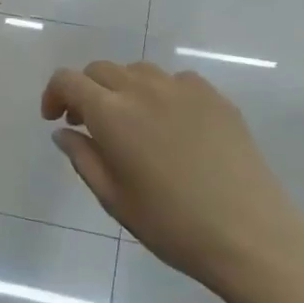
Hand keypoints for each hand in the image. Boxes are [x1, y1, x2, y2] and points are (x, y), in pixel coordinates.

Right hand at [42, 60, 303, 292]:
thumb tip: (64, 132)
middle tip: (88, 125)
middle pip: (101, 70)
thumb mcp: (114, 199)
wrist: (249, 232)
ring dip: (122, 89)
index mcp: (112, 114)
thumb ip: (83, 158)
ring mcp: (183, 88)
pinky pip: (175, 80)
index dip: (54, 94)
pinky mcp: (214, 96)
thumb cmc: (172, 225)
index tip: (55, 119)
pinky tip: (171, 126)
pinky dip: (160, 93)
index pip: (68, 80)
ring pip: (138, 71)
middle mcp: (143, 89)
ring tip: (131, 124)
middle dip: (86, 91)